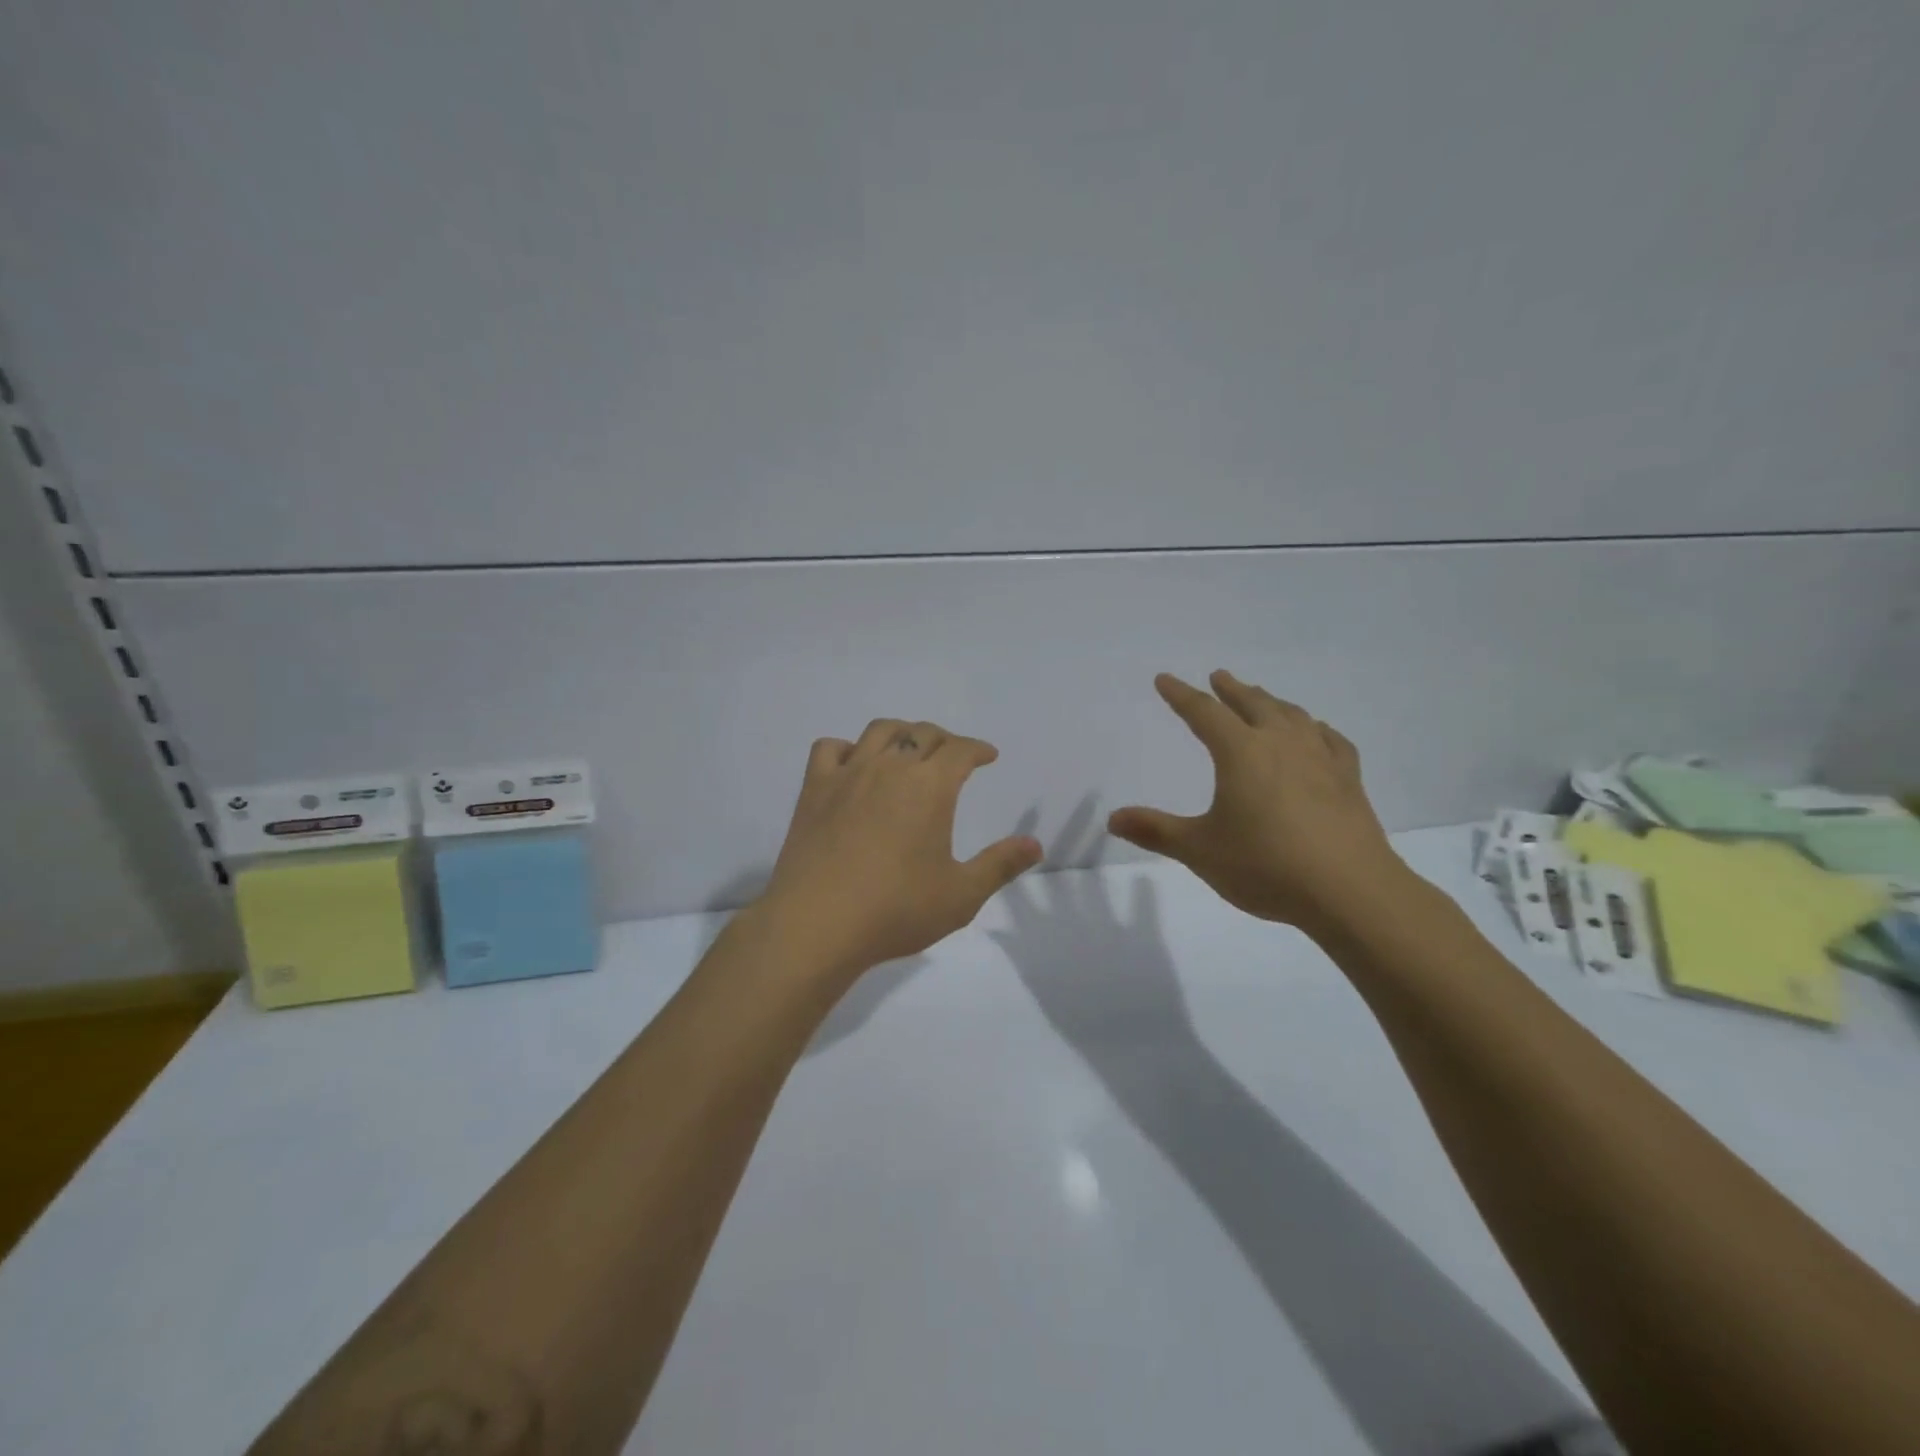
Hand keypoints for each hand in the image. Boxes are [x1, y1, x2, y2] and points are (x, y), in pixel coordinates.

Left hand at [755, 718, 1042, 978]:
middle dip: (944, 740)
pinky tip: (853, 766)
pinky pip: (830, 748)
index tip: (987, 756)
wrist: (817, 924)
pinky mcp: (814, 788)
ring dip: (901, 733)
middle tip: (952, 756)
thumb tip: (1035, 844)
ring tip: (907, 749)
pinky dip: (847, 748)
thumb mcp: (961, 895)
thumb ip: (1000, 865)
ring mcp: (848, 774)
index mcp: (930, 786)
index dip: (978, 749)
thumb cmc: (896, 910)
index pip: (960, 750)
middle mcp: (891, 767)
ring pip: (879, 731)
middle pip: (922, 734)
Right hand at [1108, 671, 1405, 935]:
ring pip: (1292, 716)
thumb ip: (1155, 831)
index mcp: (1241, 753)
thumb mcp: (1199, 850)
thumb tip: (1112, 818)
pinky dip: (1316, 729)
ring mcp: (1320, 759)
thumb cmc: (1266, 866)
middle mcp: (1280, 744)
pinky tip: (1316, 733)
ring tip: (1262, 699)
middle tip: (1219, 676)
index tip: (1165, 679)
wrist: (1350, 890)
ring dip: (1271, 702)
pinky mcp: (1349, 780)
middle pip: (1252, 704)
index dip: (1181, 695)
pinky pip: (1331, 741)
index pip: (1203, 713)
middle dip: (1231, 690)